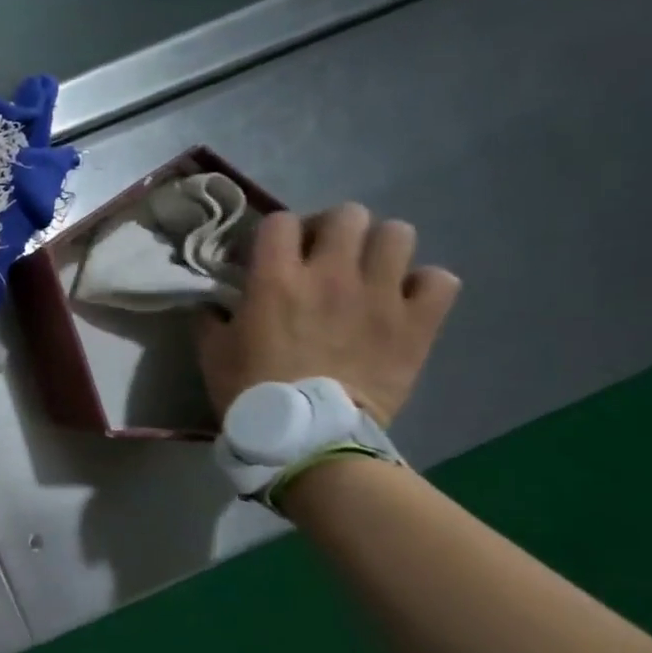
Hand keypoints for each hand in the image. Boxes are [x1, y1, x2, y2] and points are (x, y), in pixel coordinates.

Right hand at [198, 203, 460, 424]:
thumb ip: (213, 316)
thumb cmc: (251, 392)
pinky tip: (405, 301)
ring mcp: (379, 296)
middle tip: (324, 256)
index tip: (267, 256)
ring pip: (398, 234)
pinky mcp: (416, 324)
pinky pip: (439, 281)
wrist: (308, 437)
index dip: (274, 233)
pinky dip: (423, 286)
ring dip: (381, 249)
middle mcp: (330, 274)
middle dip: (334, 230)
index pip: (280, 221)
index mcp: (276, 277)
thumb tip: (214, 301)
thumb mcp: (212, 351)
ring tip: (368, 272)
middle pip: (347, 215)